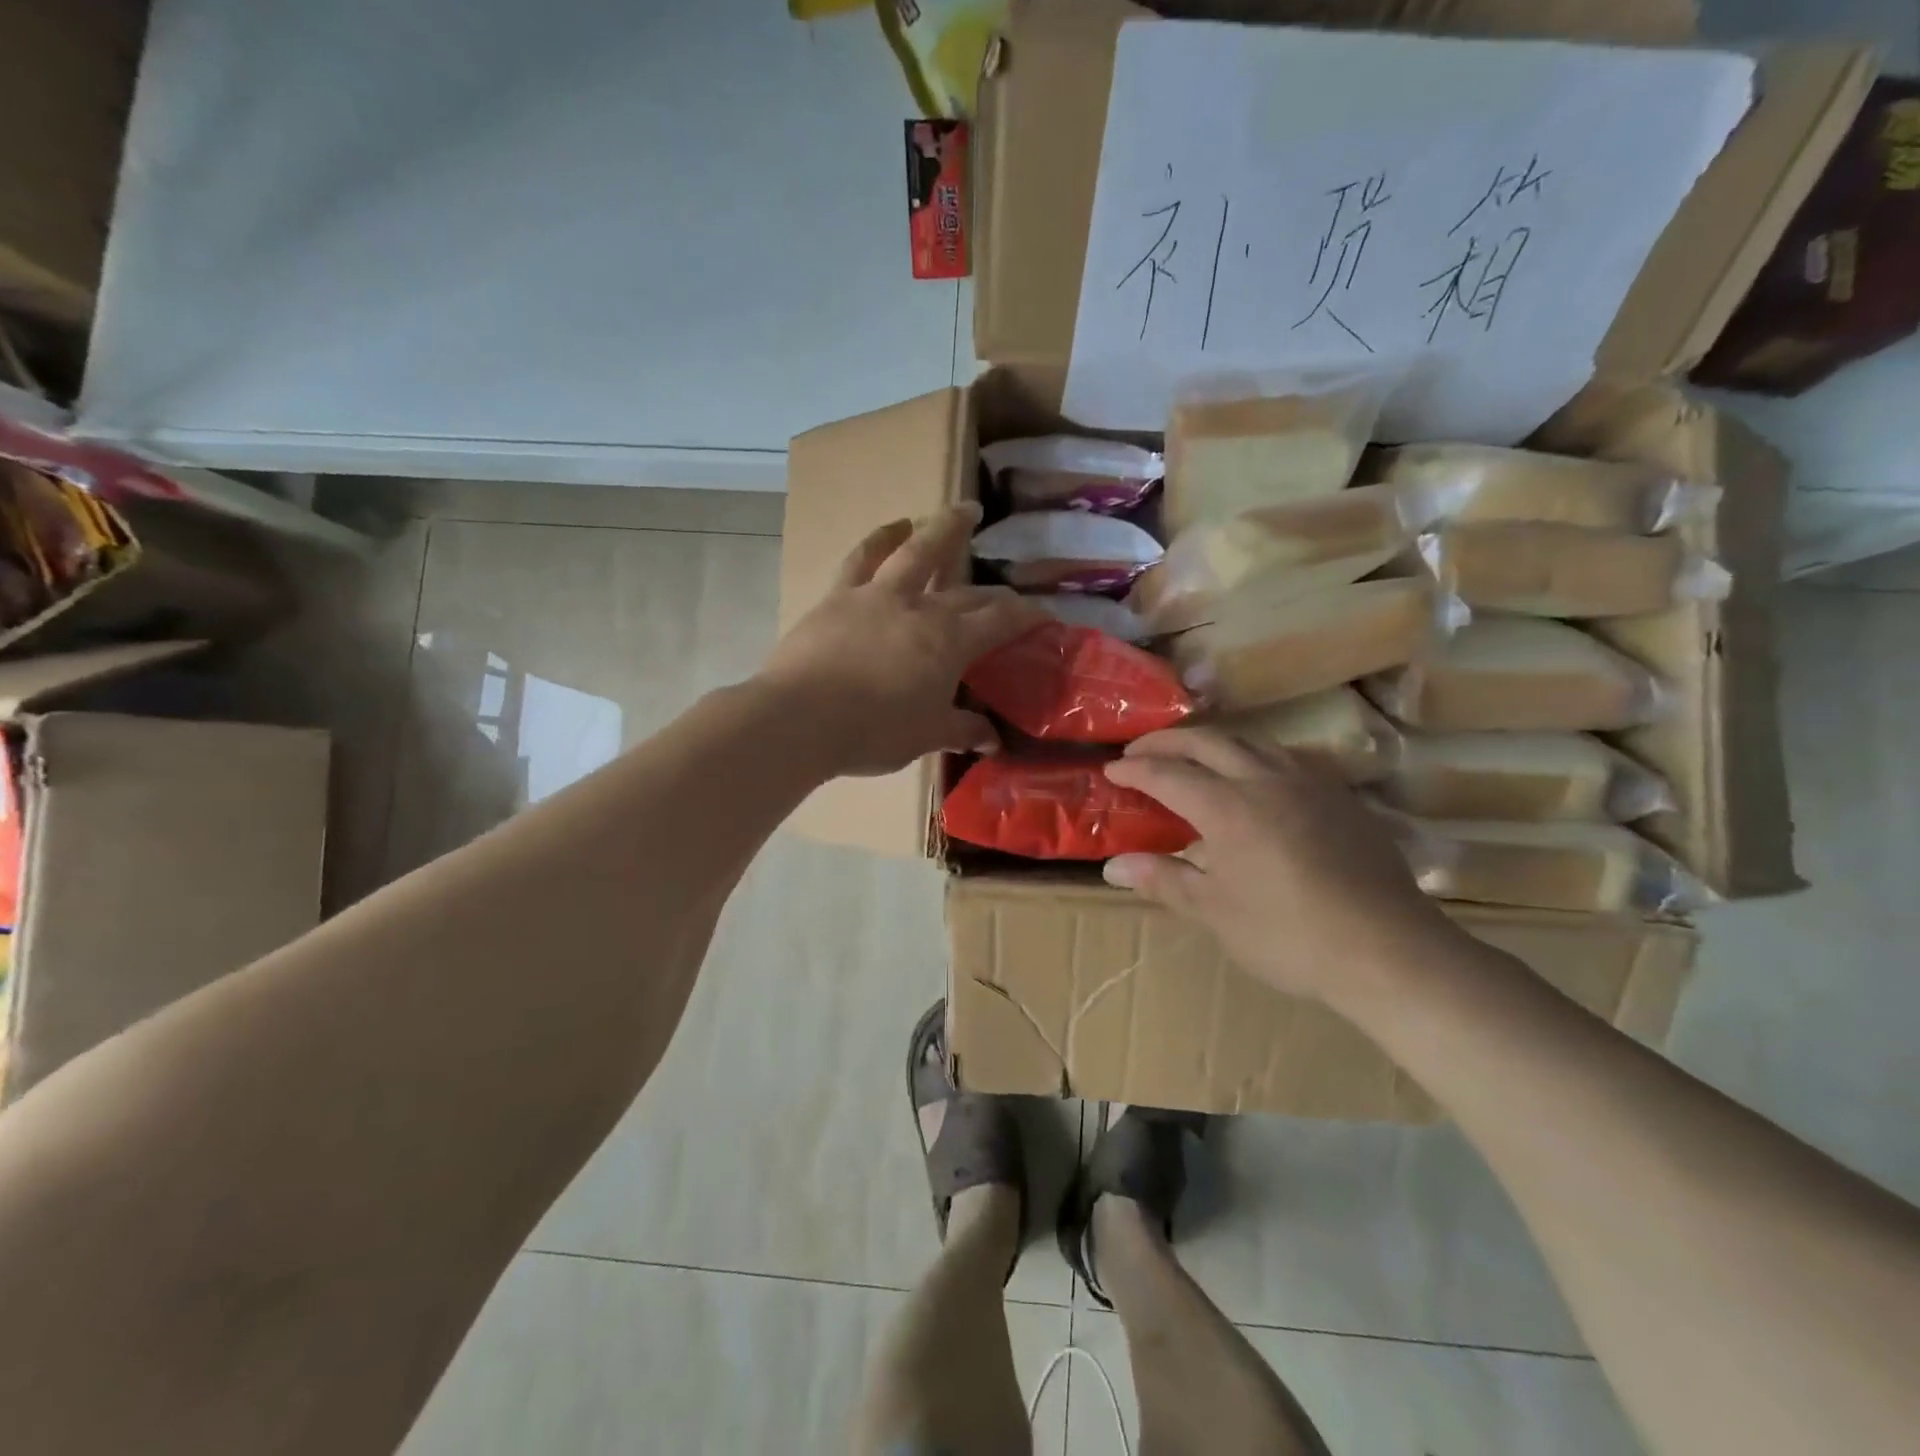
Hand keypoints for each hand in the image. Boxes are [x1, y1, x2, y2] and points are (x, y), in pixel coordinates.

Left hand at [760, 505, 1045, 777]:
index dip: (1028, 615)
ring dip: (944, 528)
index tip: (1045, 617)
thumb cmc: (871, 733)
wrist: (799, 719)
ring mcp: (877, 596)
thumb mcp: (926, 737)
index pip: (1001, 620)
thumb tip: (993, 738)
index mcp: (949, 642)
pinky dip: (880, 538)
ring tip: (963, 511)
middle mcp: (919, 608)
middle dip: (996, 592)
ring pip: (917, 550)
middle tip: (1009, 596)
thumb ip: (962, 731)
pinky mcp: (839, 596)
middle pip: (968, 591)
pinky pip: (863, 558)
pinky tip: (894, 527)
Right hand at [1101, 727, 1464, 1003]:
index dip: (1135, 770)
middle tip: (1140, 750)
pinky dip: (1254, 756)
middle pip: (1208, 741)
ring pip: (1252, 741)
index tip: (1110, 771)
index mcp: (1227, 807)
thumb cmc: (1288, 935)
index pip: (1168, 774)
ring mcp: (1308, 783)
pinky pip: (1287, 758)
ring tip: (1193, 756)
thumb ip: (1164, 879)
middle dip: (1167, 741)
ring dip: (1213, 742)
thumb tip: (1113, 866)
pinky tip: (1257, 778)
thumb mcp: (1215, 911)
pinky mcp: (1341, 797)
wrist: (1388, 949)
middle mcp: (1264, 780)